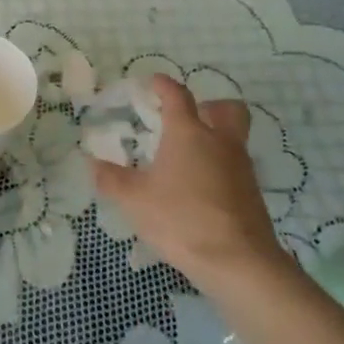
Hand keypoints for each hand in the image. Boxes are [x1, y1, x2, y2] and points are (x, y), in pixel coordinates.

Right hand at [88, 74, 292, 288]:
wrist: (238, 262)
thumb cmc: (181, 219)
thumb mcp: (134, 200)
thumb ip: (111, 179)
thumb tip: (91, 162)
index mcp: (189, 134)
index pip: (178, 96)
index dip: (164, 85)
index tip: (154, 82)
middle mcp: (220, 142)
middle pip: (227, 109)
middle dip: (209, 106)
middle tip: (189, 117)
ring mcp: (241, 168)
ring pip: (234, 138)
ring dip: (215, 138)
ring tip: (187, 158)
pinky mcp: (252, 195)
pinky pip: (236, 167)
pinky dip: (220, 168)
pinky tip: (199, 189)